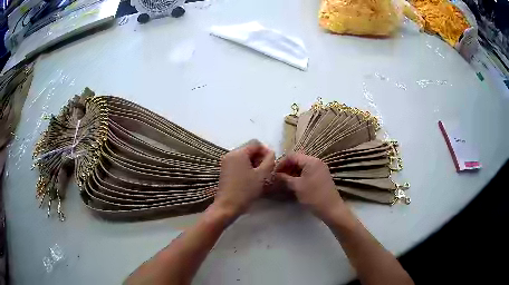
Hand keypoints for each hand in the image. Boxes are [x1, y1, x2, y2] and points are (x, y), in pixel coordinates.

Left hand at [212, 140, 274, 219]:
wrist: (227, 206)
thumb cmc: (246, 190)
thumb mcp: (262, 175)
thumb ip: (269, 161)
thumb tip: (271, 153)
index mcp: (238, 153)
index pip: (255, 143)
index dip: (266, 150)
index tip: (271, 163)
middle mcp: (230, 154)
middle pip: (249, 149)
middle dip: (259, 157)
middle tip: (266, 170)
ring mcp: (226, 162)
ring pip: (244, 156)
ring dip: (254, 163)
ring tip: (259, 176)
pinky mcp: (224, 170)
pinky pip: (238, 163)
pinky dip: (246, 167)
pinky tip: (250, 179)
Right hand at [275, 153, 344, 220]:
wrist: (331, 208)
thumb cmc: (313, 196)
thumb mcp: (297, 186)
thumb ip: (285, 178)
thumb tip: (275, 174)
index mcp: (311, 161)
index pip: (292, 156)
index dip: (281, 163)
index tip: (274, 172)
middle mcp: (317, 161)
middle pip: (298, 160)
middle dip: (287, 167)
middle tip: (278, 177)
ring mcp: (320, 168)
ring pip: (303, 166)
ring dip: (292, 171)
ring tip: (284, 180)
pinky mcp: (321, 176)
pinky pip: (308, 171)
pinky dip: (299, 175)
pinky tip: (294, 183)